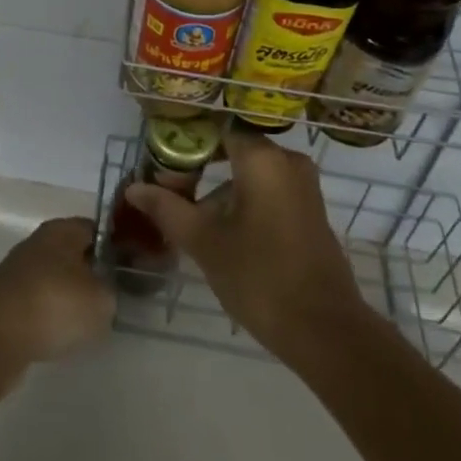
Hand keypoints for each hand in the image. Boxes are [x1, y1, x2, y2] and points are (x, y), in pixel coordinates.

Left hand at [0, 216, 114, 367]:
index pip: (97, 229)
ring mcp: (19, 271)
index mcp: (63, 230)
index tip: (132, 269)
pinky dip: (51, 316)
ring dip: (71, 296)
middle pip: (74, 253)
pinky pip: (39, 302)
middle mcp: (39, 242)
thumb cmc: (54, 304)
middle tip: (114, 296)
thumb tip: (107, 292)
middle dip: (93, 273)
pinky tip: (61, 335)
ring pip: (56, 279)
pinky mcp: (6, 300)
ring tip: (90, 320)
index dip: (117, 247)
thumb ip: (112, 291)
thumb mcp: (101, 300)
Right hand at [124, 126, 368, 363]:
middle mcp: (287, 161)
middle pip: (233, 149)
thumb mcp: (205, 242)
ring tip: (190, 217)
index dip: (185, 143)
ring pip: (251, 172)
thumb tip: (134, 188)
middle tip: (170, 191)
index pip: (216, 128)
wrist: (326, 332)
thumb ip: (167, 208)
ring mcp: (303, 186)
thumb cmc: (260, 276)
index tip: (161, 164)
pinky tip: (222, 231)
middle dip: (200, 167)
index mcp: (263, 158)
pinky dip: (243, 200)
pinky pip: (269, 190)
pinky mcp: (310, 211)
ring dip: (220, 188)